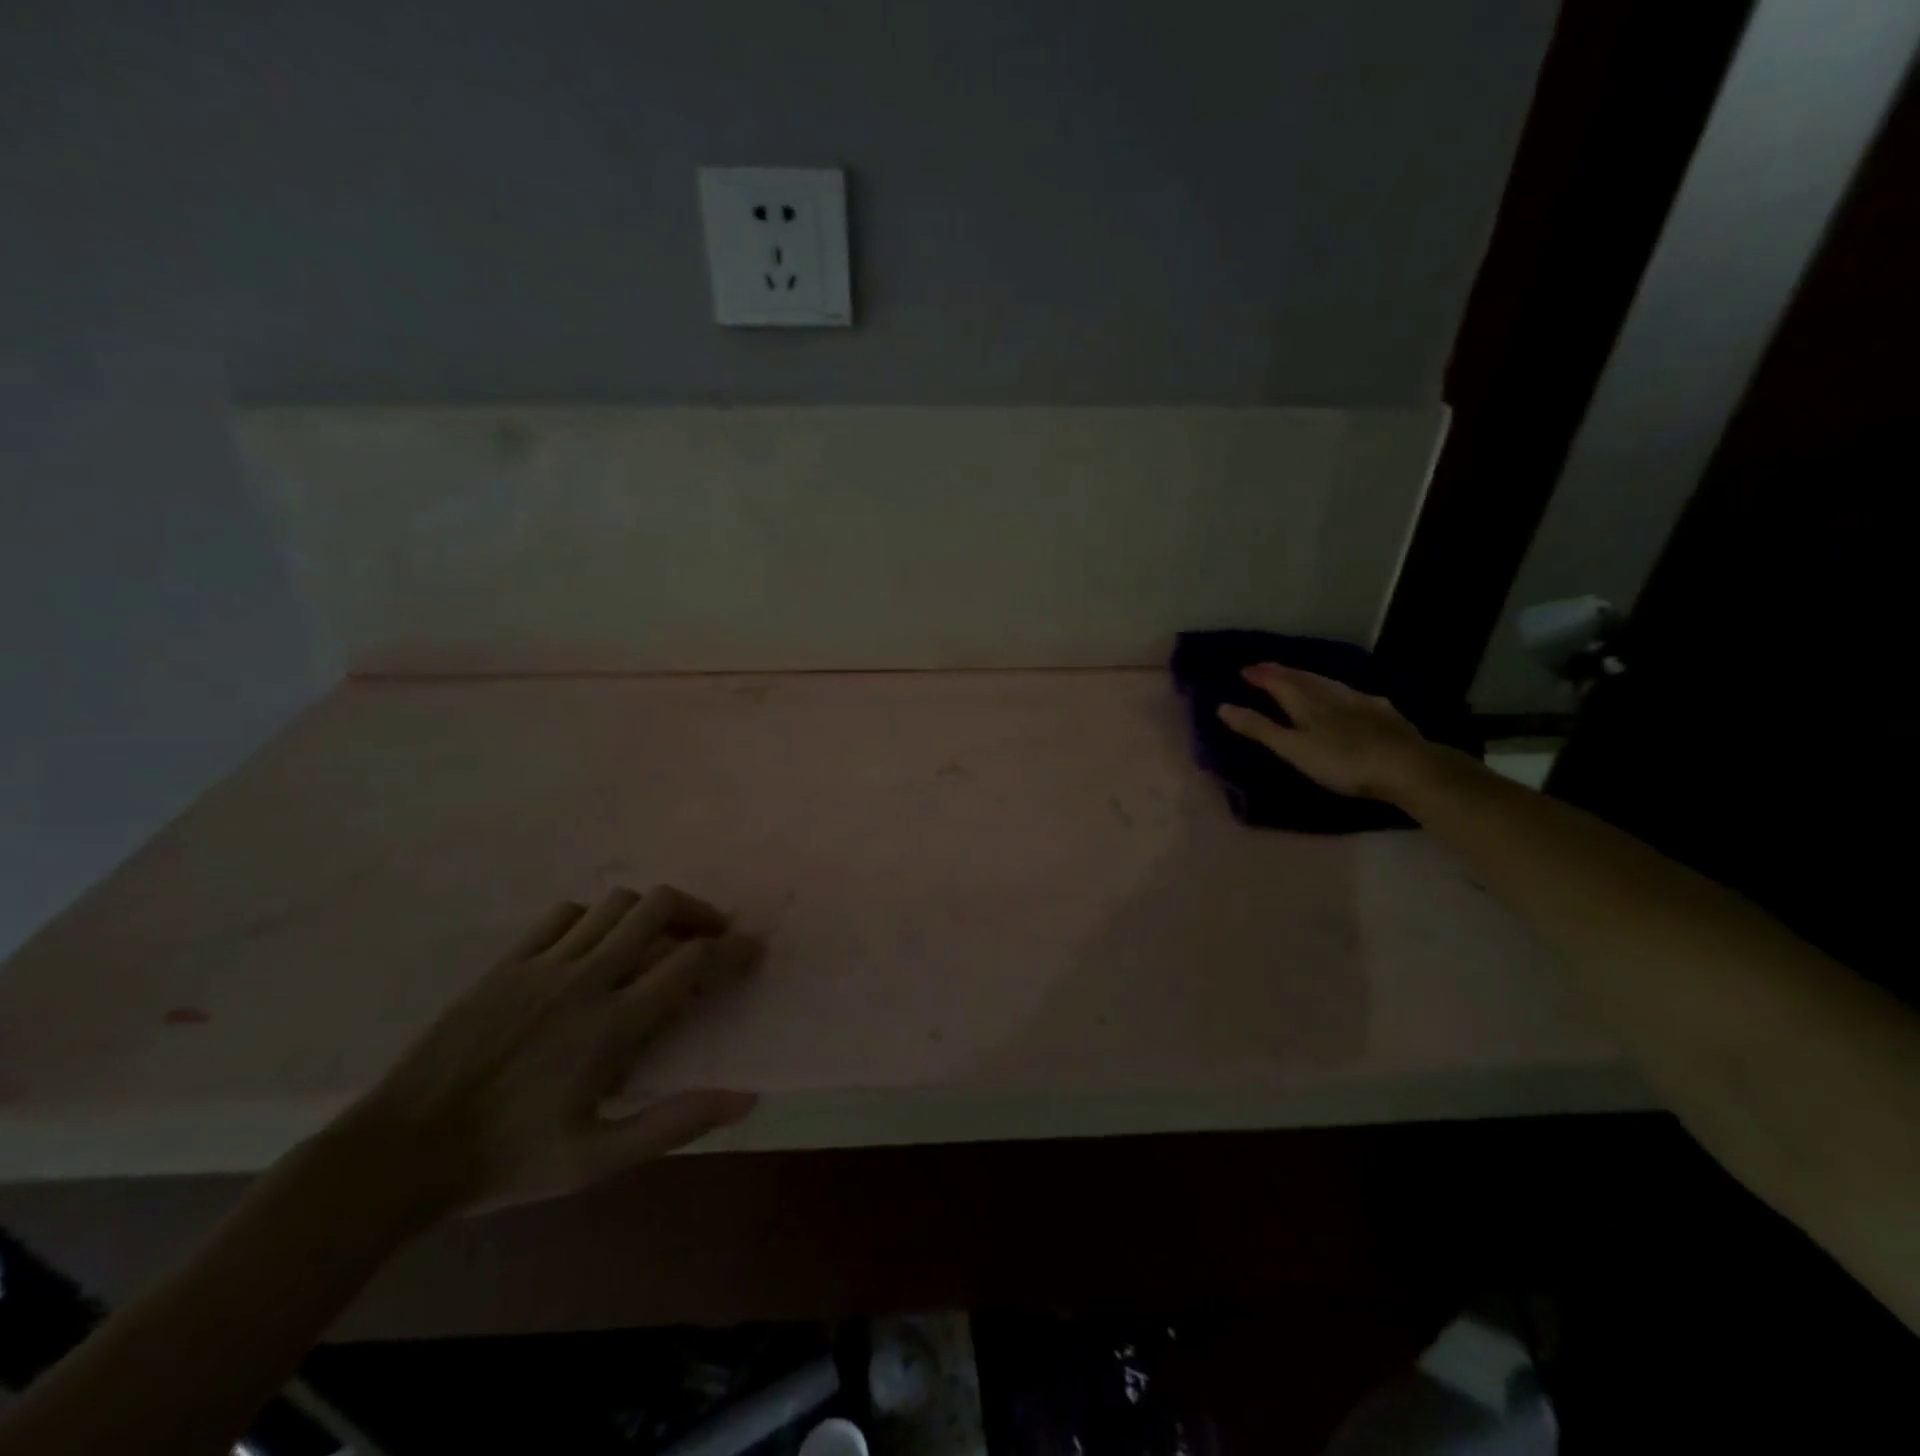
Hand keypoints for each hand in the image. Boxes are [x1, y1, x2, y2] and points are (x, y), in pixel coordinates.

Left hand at [344, 885, 760, 1214]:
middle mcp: (584, 979)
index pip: (691, 962)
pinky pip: (564, 914)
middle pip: (657, 907)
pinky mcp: (506, 963)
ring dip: (649, 912)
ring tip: (660, 936)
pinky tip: (596, 944)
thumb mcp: (597, 1159)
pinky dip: (595, 917)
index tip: (754, 948)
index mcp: (611, 1025)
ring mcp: (542, 964)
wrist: (398, 1155)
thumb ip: (675, 1123)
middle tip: (712, 934)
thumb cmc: (506, 1161)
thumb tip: (745, 1099)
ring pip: (614, 903)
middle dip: (698, 911)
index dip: (733, 949)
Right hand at [1217, 662, 1435, 800]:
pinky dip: (1342, 691)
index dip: (1262, 676)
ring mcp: (1361, 703)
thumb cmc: (1341, 762)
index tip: (1245, 670)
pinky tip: (1349, 695)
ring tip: (1300, 675)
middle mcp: (1332, 696)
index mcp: (1306, 703)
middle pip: (1304, 679)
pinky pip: (1356, 694)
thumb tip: (1222, 706)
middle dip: (1283, 672)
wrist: (1407, 767)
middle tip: (1267, 667)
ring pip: (1330, 683)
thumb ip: (1259, 728)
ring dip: (1311, 677)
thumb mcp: (1293, 748)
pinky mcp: (1385, 715)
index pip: (1279, 683)